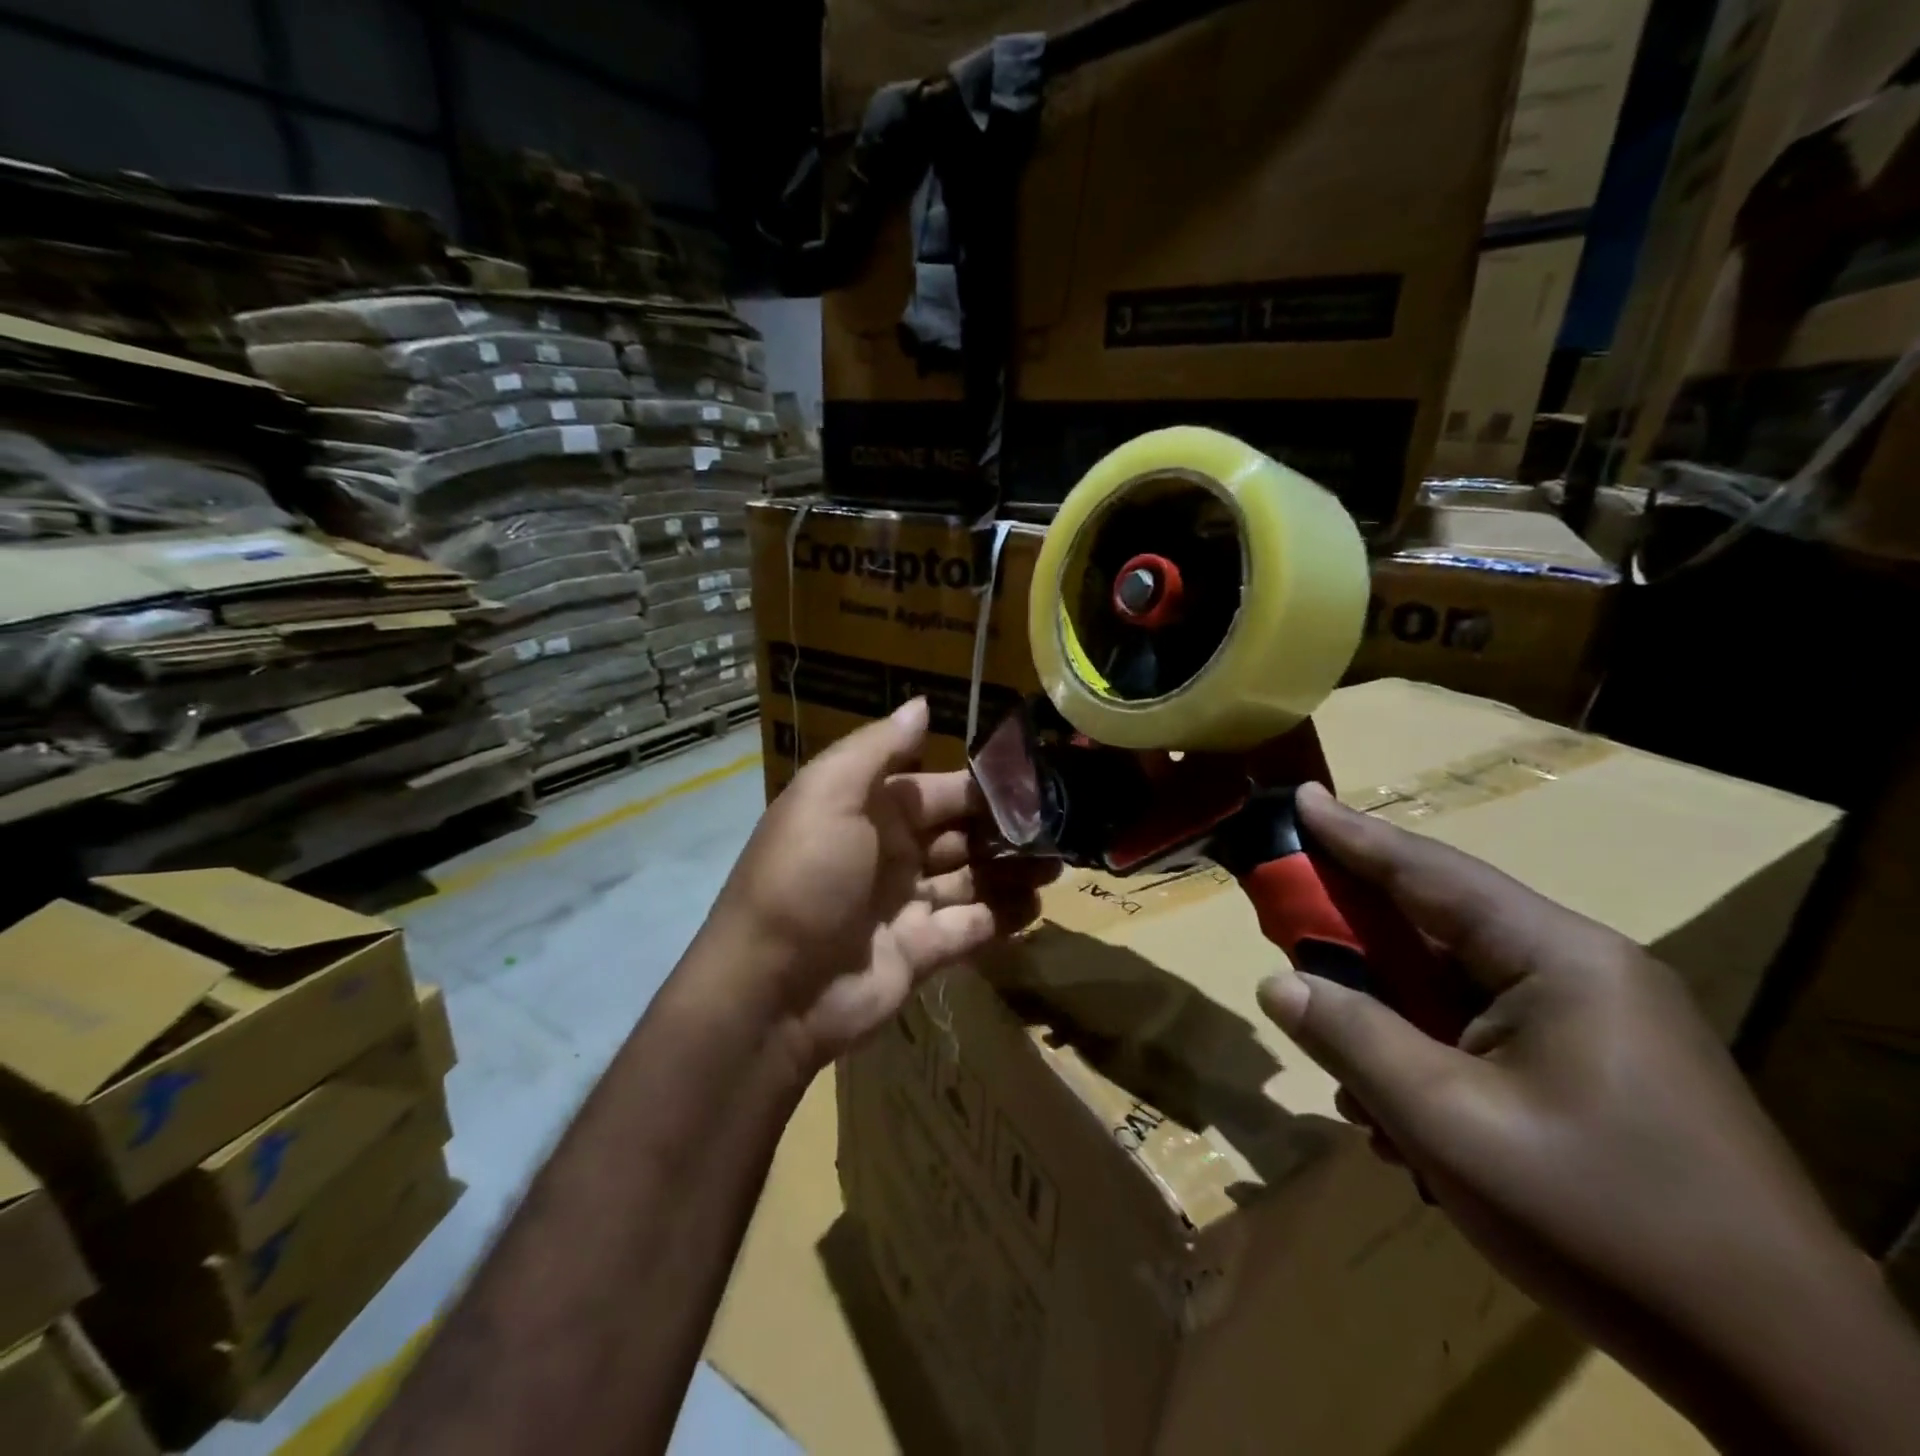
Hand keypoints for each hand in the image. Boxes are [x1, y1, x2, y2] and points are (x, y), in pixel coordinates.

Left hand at [703, 698, 1055, 1072]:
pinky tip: (1037, 905)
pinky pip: (971, 927)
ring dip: (1012, 871)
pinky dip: (1003, 916)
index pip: (937, 790)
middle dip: (1006, 830)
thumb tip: (921, 704)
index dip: (982, 786)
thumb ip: (877, 749)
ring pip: (971, 879)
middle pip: (960, 834)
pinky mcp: (922, 952)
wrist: (773, 988)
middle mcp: (891, 854)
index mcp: (869, 812)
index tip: (1035, 781)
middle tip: (1061, 826)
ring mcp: (906, 905)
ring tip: (1058, 864)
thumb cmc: (805, 876)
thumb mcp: (829, 795)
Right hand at [1257, 783, 1919, 1455]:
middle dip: (1359, 947)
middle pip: (1439, 932)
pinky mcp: (1600, 1074)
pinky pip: (1487, 1039)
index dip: (1353, 835)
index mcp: (1559, 959)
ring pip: (1457, 995)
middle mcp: (1583, 972)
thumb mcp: (1445, 1123)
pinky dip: (1433, 1066)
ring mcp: (1599, 1026)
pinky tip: (1405, 1130)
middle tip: (1290, 941)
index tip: (1299, 796)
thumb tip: (1277, 984)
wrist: (1788, 1377)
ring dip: (1393, 1029)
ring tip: (1351, 1088)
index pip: (1430, 873)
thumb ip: (1351, 1038)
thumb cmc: (1601, 1221)